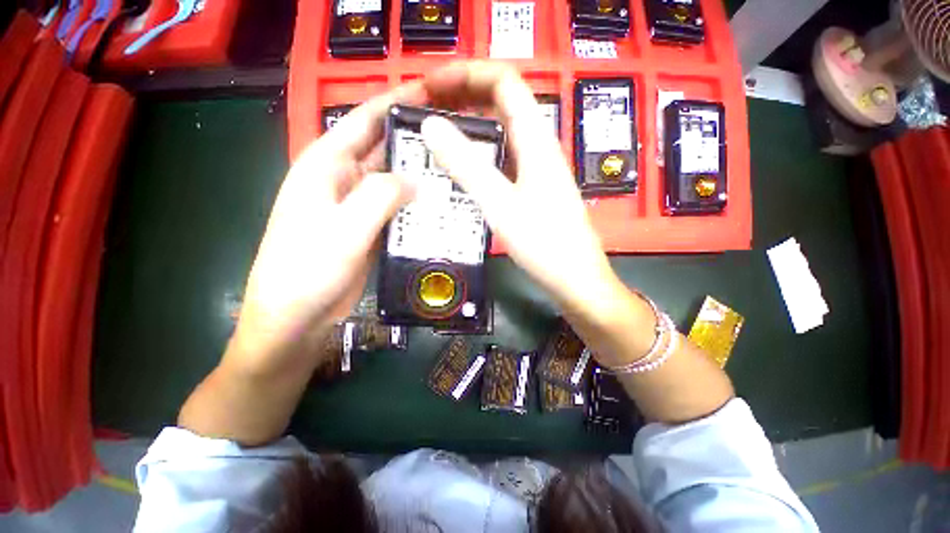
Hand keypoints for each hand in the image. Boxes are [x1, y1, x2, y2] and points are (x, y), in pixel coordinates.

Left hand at [226, 83, 425, 377]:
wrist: (297, 317)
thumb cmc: (307, 270)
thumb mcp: (344, 228)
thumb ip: (380, 196)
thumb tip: (416, 181)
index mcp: (326, 166)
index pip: (363, 121)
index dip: (394, 102)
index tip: (429, 92)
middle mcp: (343, 180)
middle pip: (383, 150)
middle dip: (415, 141)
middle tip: (454, 136)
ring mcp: (358, 207)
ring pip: (395, 181)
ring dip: (420, 176)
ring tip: (455, 169)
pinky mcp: (370, 229)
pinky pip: (398, 209)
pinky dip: (417, 205)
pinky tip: (440, 205)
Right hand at [420, 62, 622, 317]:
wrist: (574, 278)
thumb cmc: (544, 244)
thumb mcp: (501, 205)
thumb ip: (468, 165)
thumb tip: (431, 126)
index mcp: (536, 140)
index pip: (504, 82)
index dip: (467, 74)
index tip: (430, 86)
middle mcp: (538, 147)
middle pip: (502, 102)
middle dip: (463, 95)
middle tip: (426, 108)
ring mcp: (536, 168)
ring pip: (501, 130)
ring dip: (470, 123)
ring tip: (437, 132)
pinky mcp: (532, 188)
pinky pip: (502, 157)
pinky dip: (479, 151)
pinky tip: (462, 165)